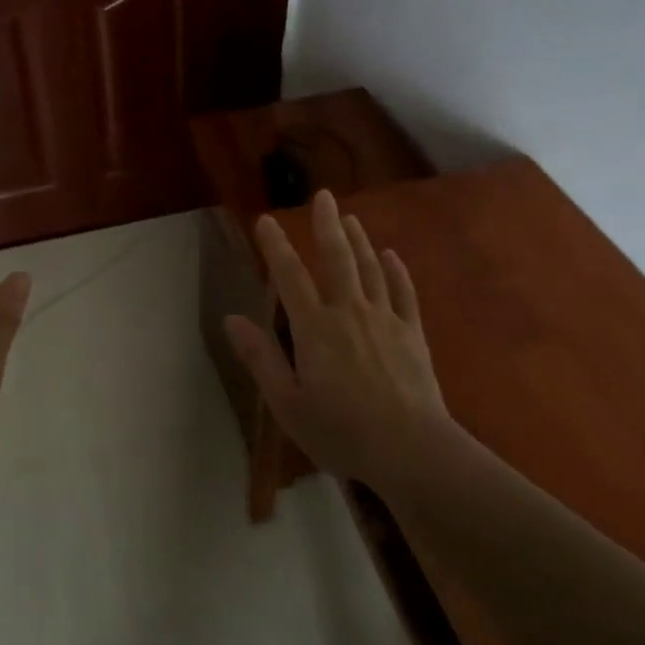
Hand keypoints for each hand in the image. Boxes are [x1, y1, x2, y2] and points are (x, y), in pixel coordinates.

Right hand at [226, 189, 451, 491]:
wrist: (410, 449)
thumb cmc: (341, 431)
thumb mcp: (287, 403)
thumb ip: (260, 358)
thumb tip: (232, 319)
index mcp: (315, 329)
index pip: (289, 277)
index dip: (275, 247)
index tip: (265, 220)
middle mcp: (349, 312)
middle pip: (337, 259)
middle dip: (327, 225)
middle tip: (323, 195)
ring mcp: (385, 320)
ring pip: (370, 269)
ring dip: (359, 240)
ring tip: (350, 217)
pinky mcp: (412, 334)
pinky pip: (404, 293)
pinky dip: (397, 271)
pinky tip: (392, 255)